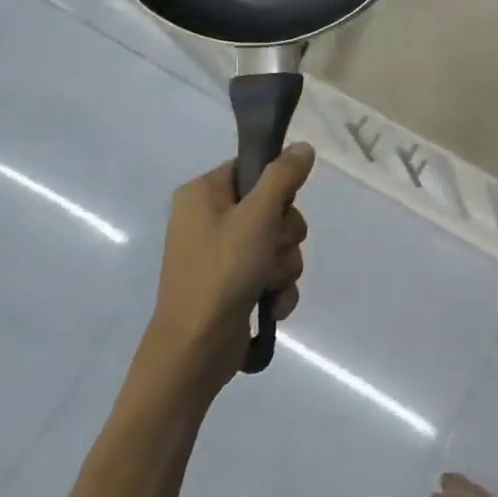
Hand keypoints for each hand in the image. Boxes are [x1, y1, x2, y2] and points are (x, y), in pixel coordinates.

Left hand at [141, 144, 314, 394]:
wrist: (194, 349)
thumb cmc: (221, 273)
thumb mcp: (257, 217)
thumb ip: (282, 178)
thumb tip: (302, 146)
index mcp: (203, 194)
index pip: (253, 168)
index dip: (277, 187)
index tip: (281, 207)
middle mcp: (208, 219)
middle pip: (273, 207)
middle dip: (285, 235)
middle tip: (274, 249)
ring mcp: (220, 254)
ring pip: (277, 243)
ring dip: (285, 265)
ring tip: (269, 285)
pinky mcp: (232, 284)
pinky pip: (271, 272)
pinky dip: (277, 288)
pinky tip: (271, 305)